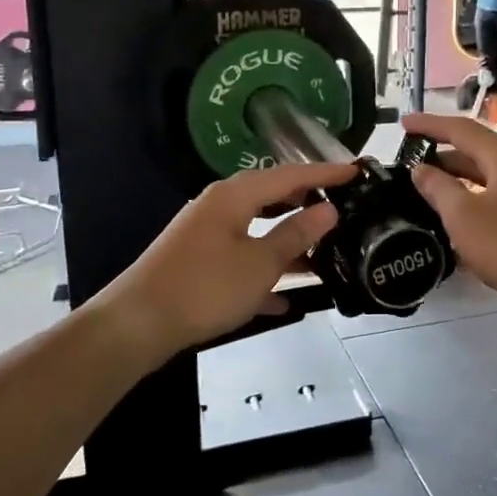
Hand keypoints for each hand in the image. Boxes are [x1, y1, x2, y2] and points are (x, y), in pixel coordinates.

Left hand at [89, 161, 355, 361]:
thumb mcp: (260, 262)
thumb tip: (328, 209)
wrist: (137, 324)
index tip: (358, 171)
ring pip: (258, 231)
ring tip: (326, 253)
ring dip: (289, 243)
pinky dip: (265, 272)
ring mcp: (208, 235)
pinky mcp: (199, 263)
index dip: (326, 173)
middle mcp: (220, 207)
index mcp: (235, 195)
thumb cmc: (205, 287)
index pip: (290, 174)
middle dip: (307, 204)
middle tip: (344, 207)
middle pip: (272, 197)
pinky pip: (242, 259)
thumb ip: (296, 234)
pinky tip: (286, 299)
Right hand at [402, 113, 496, 332]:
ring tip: (433, 195)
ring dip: (462, 183)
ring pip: (492, 179)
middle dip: (444, 156)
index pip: (460, 129)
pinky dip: (480, 204)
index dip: (429, 125)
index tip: (402, 124)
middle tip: (412, 166)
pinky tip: (467, 227)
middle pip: (478, 152)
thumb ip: (439, 190)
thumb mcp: (466, 219)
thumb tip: (421, 168)